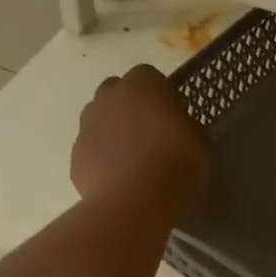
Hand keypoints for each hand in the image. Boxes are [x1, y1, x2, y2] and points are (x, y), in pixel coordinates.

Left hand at [71, 65, 211, 211]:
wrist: (137, 200)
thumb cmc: (178, 164)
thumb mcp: (199, 140)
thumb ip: (184, 124)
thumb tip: (175, 126)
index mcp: (143, 84)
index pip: (148, 75)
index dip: (159, 94)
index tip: (171, 115)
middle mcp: (109, 97)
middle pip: (115, 92)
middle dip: (127, 106)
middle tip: (147, 133)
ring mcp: (87, 125)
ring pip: (97, 119)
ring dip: (110, 130)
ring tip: (130, 158)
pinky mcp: (75, 155)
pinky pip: (90, 150)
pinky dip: (100, 159)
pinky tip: (116, 180)